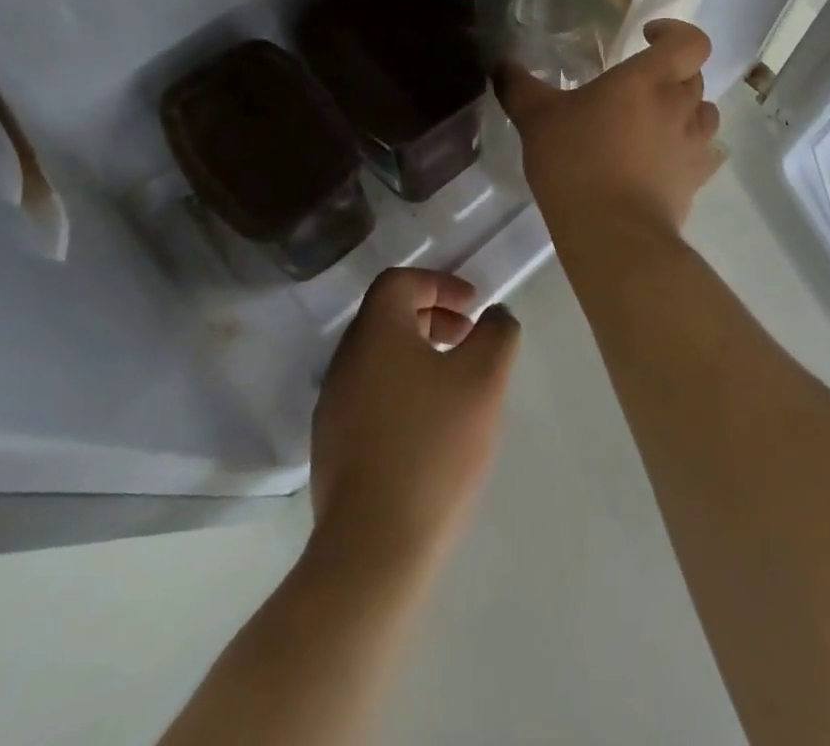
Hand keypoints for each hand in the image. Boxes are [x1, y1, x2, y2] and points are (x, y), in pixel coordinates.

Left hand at [310, 268, 520, 567]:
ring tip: (456, 383)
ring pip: (379, 358)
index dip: (439, 283)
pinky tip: (431, 426)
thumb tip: (494, 315)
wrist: (374, 548)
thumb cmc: (433, 447)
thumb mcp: (483, 380)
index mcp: (375, 334)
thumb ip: (496, 334)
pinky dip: (403, 388)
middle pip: (387, 317)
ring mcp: (334, 406)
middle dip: (432, 316)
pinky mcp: (332, 446)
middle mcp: (346, 361)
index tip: (473, 306)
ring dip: (419, 354)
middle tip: (468, 338)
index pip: (398, 282)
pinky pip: (370, 394)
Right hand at [498, 19, 722, 236]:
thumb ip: (518, 87)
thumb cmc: (576, 162)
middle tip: (639, 87)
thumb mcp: (536, 119)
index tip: (648, 39)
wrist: (612, 233)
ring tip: (656, 121)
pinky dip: (690, 150)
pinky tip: (665, 160)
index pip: (690, 41)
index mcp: (648, 79)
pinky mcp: (696, 180)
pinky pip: (704, 154)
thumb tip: (500, 64)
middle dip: (672, 74)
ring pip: (705, 113)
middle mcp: (680, 105)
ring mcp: (693, 144)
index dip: (676, 33)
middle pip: (695, 75)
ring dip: (687, 110)